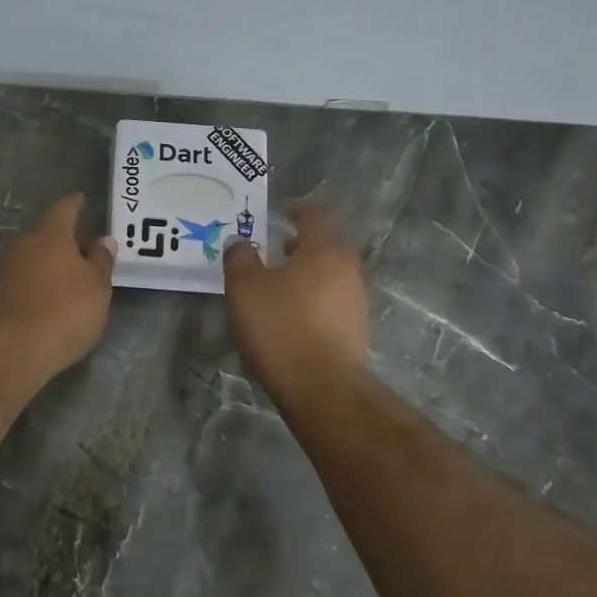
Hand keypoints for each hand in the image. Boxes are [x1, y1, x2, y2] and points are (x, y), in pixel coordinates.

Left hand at [0, 193, 114, 380]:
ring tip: (67, 273)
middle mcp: (22, 243)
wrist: (13, 350)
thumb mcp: (97, 287)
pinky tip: (47, 293)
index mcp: (49, 234)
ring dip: (47, 260)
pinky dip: (35, 280)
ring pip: (31, 255)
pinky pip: (21, 277)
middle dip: (62, 237)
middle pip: (45, 232)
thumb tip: (103, 240)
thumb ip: (101, 260)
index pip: (64, 208)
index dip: (75, 203)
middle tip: (82, 245)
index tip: (82, 199)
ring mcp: (4, 267)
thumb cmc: (65, 311)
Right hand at [223, 202, 369, 394]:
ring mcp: (357, 301)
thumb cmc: (280, 326)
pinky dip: (314, 299)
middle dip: (301, 244)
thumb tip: (240, 241)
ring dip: (308, 273)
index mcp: (324, 249)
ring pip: (330, 274)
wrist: (321, 386)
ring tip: (280, 286)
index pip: (314, 215)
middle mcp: (348, 269)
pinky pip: (333, 301)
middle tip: (275, 250)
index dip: (295, 209)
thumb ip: (240, 258)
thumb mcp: (245, 288)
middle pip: (326, 245)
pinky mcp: (356, 329)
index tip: (279, 211)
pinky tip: (293, 316)